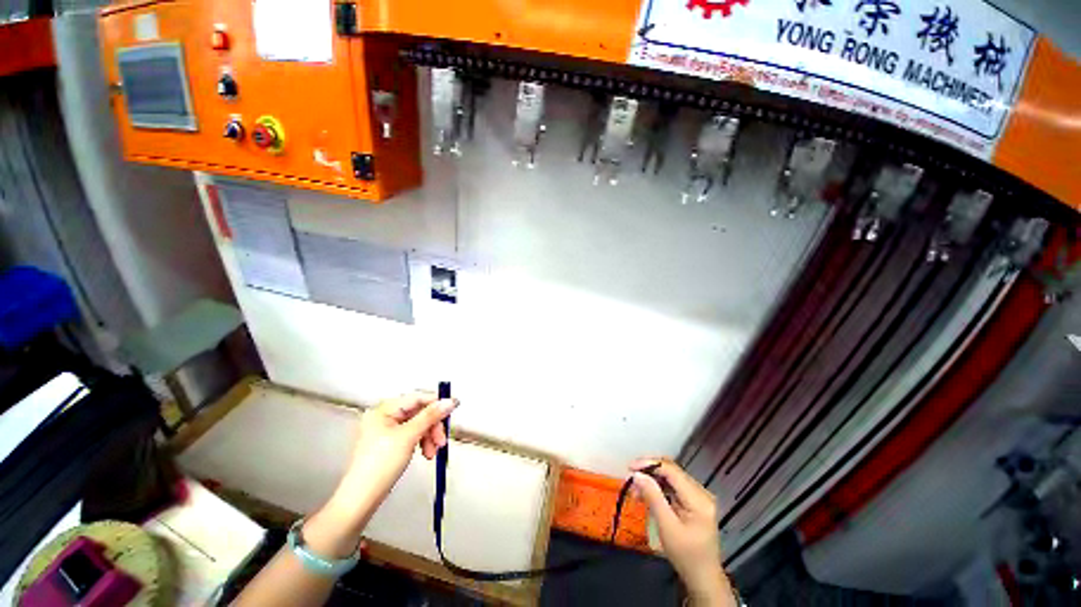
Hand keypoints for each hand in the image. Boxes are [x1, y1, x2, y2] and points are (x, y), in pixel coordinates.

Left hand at [307, 392, 457, 556]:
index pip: (417, 398)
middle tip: (442, 440)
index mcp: (384, 410)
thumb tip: (450, 401)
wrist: (361, 499)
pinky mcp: (390, 443)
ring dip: (429, 436)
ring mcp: (387, 430)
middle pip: (419, 412)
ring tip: (433, 452)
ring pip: (418, 425)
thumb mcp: (409, 436)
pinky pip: (413, 435)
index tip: (453, 408)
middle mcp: (385, 416)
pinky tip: (426, 453)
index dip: (436, 402)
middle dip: (433, 425)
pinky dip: (422, 443)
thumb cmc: (381, 464)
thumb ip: (430, 416)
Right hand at [630, 458, 732, 604]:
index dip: (649, 464)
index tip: (630, 468)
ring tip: (635, 491)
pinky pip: (673, 487)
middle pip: (671, 471)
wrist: (703, 578)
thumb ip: (653, 497)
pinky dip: (658, 488)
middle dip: (649, 471)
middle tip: (630, 478)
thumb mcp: (667, 527)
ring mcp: (698, 497)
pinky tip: (646, 495)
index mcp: (698, 498)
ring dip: (652, 480)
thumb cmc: (685, 556)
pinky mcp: (693, 502)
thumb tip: (637, 474)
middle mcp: (701, 492)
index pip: (671, 470)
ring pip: (670, 477)